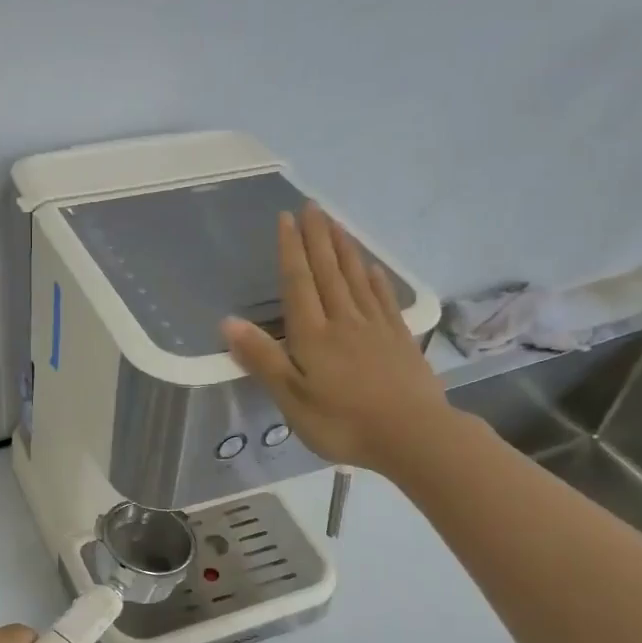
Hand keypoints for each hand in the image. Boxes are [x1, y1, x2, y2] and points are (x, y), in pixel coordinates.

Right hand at [221, 203, 459, 479]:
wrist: (413, 436)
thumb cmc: (343, 423)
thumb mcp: (292, 399)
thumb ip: (262, 359)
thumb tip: (228, 322)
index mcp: (313, 336)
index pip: (299, 283)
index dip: (291, 250)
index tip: (286, 218)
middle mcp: (344, 321)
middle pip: (328, 272)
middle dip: (318, 238)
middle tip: (312, 206)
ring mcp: (375, 327)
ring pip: (356, 279)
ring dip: (344, 249)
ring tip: (336, 223)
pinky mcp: (399, 339)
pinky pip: (384, 299)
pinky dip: (376, 279)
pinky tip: (372, 267)